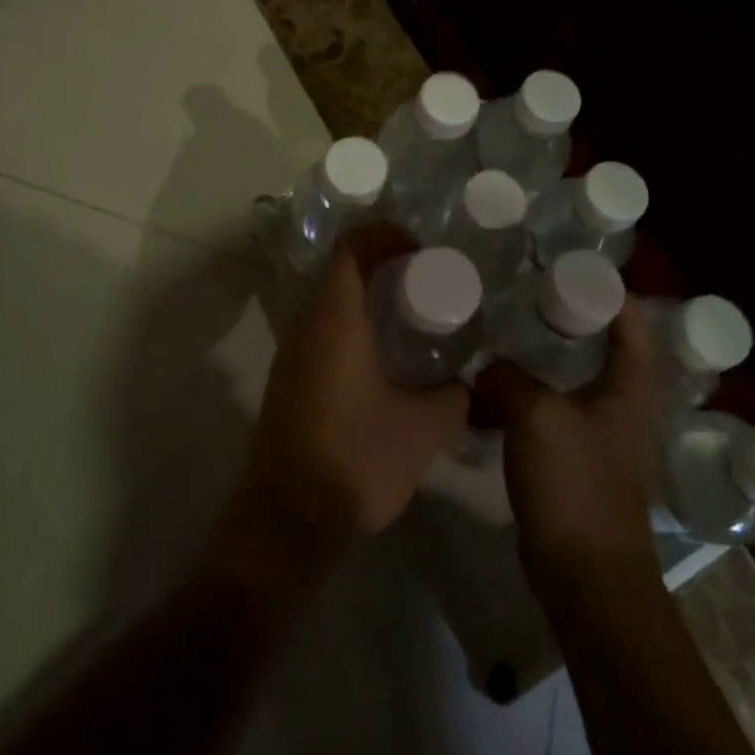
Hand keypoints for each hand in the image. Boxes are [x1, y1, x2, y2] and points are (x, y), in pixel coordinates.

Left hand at [223, 223, 469, 575]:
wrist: (287, 518)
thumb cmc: (356, 458)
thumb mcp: (424, 428)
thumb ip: (455, 396)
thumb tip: (467, 382)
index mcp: (335, 317)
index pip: (352, 246)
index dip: (386, 235)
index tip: (421, 251)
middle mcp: (307, 322)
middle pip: (342, 271)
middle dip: (384, 267)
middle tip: (427, 285)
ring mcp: (292, 350)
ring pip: (331, 302)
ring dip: (368, 299)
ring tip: (413, 320)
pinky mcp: (289, 377)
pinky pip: (323, 330)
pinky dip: (354, 326)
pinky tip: (385, 361)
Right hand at [476, 302, 661, 601]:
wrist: (586, 577)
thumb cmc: (575, 484)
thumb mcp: (536, 415)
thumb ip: (508, 377)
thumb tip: (486, 367)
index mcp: (629, 390)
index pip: (631, 325)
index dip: (607, 292)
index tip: (568, 268)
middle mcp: (623, 409)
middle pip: (601, 350)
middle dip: (566, 320)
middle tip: (523, 295)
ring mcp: (601, 439)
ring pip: (571, 382)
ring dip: (541, 360)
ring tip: (502, 334)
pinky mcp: (577, 464)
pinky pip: (552, 414)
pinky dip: (526, 397)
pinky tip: (492, 391)